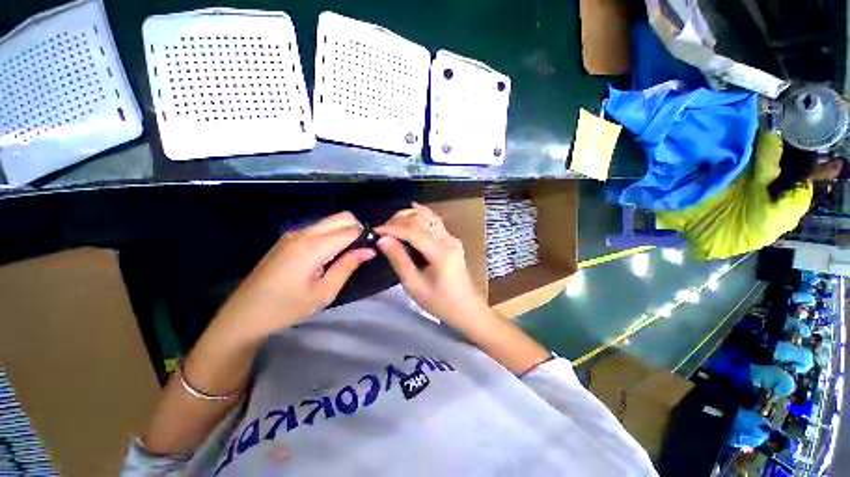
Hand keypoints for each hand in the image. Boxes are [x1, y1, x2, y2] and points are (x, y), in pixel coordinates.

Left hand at [223, 212, 374, 336]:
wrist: (244, 314)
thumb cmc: (287, 308)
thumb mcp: (324, 292)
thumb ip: (348, 266)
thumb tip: (369, 250)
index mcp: (313, 247)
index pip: (351, 229)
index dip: (366, 237)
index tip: (372, 250)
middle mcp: (304, 233)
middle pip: (342, 217)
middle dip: (357, 229)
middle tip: (359, 252)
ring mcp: (294, 234)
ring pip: (331, 220)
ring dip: (344, 231)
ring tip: (345, 255)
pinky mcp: (288, 238)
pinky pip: (319, 227)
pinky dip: (332, 234)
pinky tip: (328, 255)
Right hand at [375, 203, 485, 325]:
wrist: (466, 308)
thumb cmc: (440, 302)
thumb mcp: (414, 285)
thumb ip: (399, 260)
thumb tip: (383, 240)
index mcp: (441, 253)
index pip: (413, 232)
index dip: (393, 228)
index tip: (375, 230)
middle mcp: (449, 240)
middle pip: (422, 219)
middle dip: (400, 219)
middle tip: (383, 228)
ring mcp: (452, 238)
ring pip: (429, 217)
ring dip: (410, 215)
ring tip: (392, 222)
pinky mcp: (452, 240)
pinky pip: (435, 222)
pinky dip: (422, 215)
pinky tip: (412, 209)